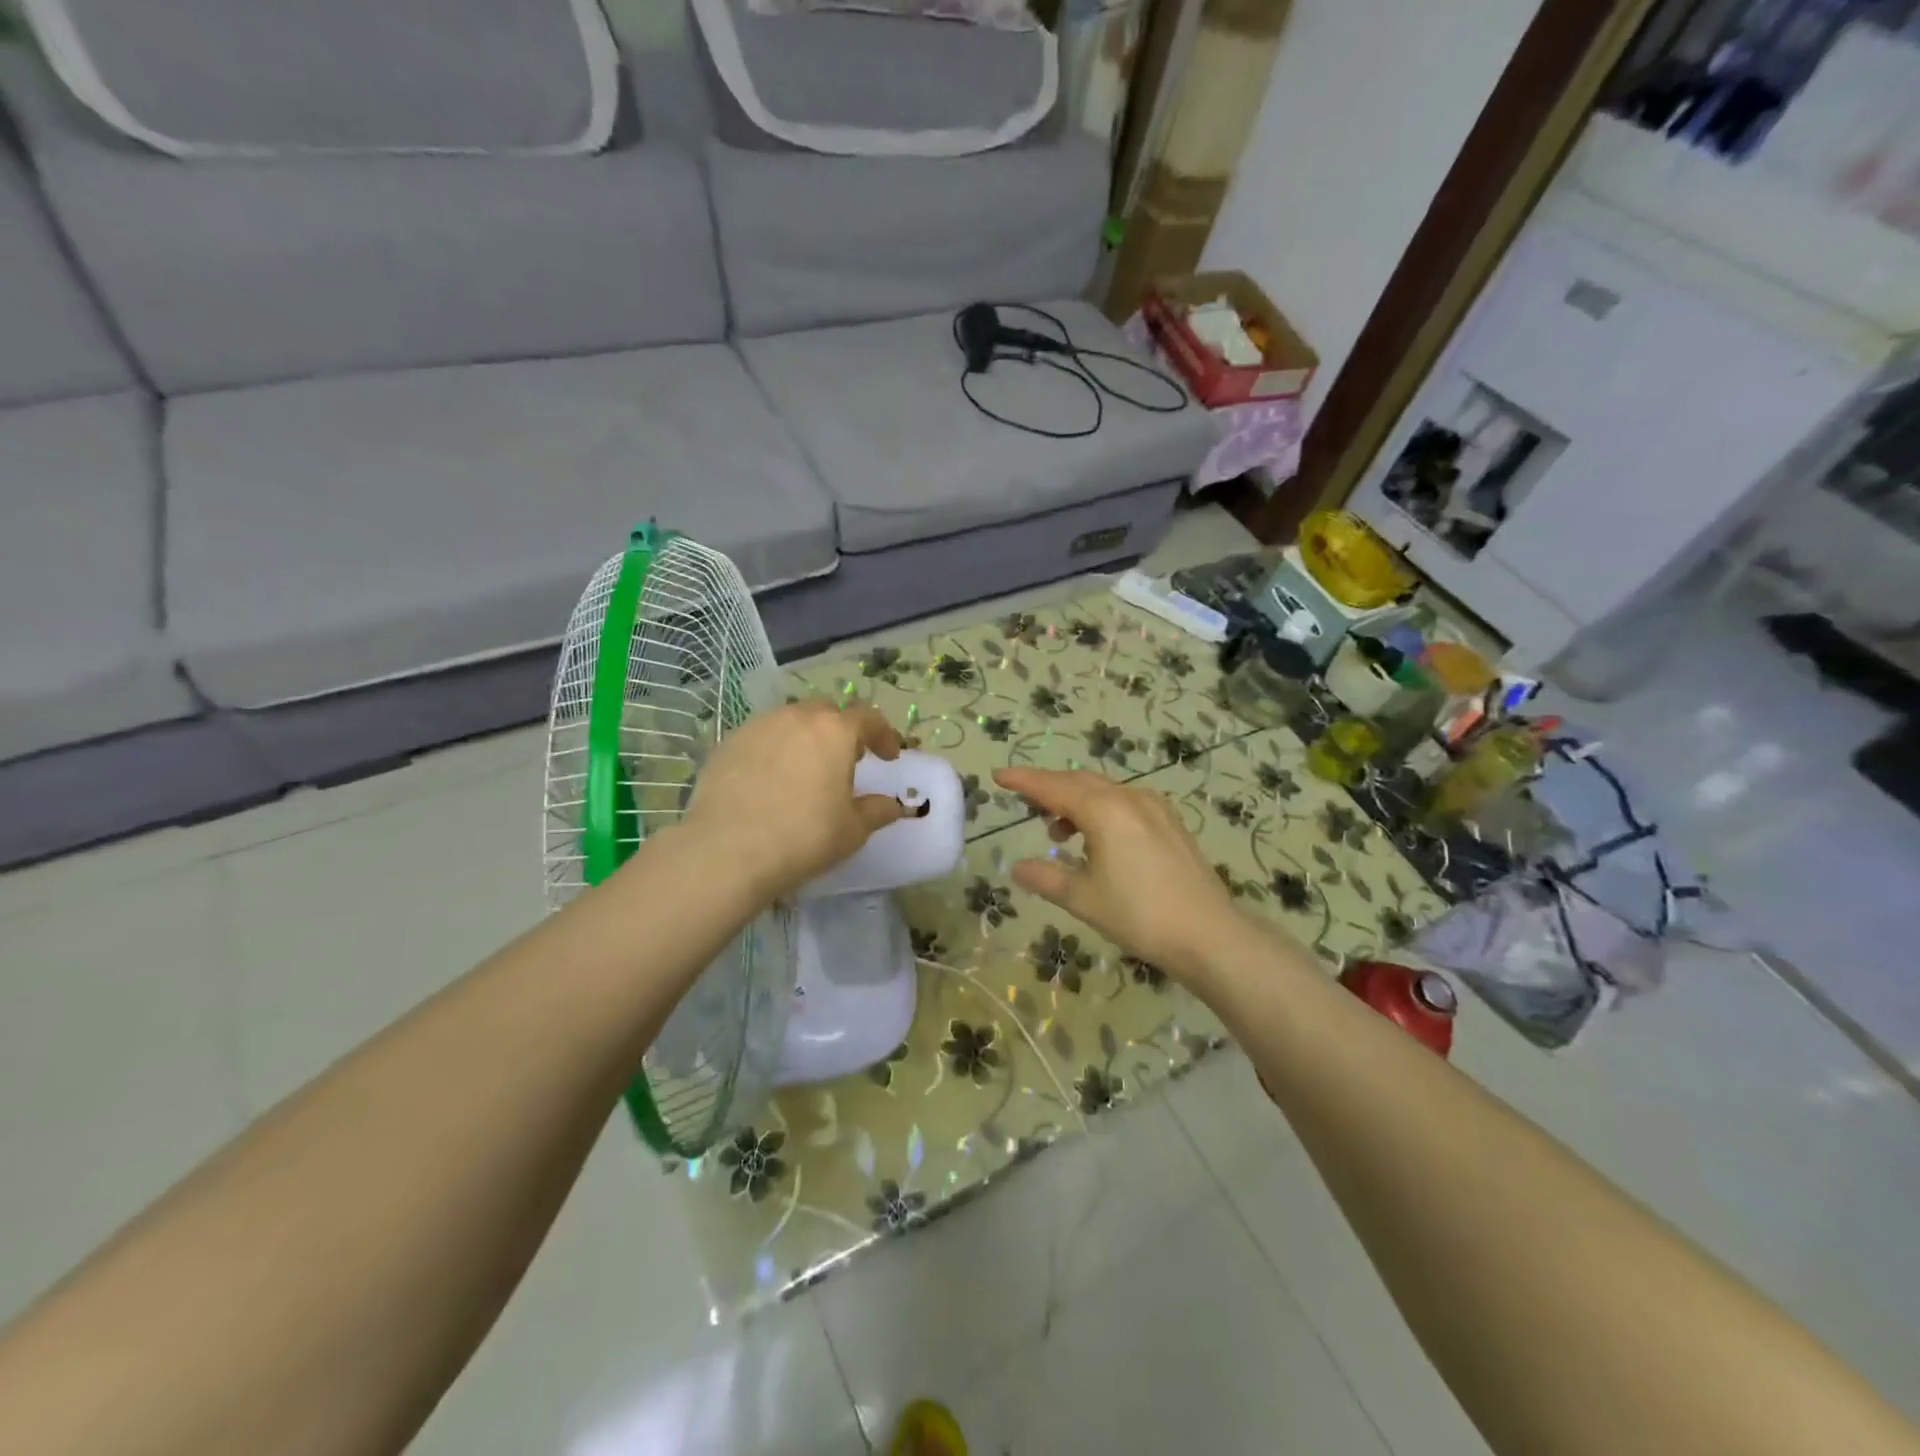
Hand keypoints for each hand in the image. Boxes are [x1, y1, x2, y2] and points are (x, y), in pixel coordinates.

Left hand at [682, 700, 908, 900]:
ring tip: (806, 768)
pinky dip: (774, 749)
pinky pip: (761, 737)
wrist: (728, 851)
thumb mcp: (853, 830)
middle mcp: (797, 717)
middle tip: (847, 758)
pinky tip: (770, 779)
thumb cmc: (804, 837)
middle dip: (842, 730)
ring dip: (806, 737)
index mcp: (835, 731)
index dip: (884, 735)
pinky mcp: (728, 743)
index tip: (889, 758)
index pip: (868, 718)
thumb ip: (878, 811)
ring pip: (790, 720)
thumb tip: (892, 805)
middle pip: (827, 712)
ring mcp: (758, 726)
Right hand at [993, 767, 1248, 981]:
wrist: (1209, 935)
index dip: (1024, 781)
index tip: (999, 776)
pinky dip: (1101, 810)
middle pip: (1079, 782)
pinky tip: (1097, 838)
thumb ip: (1046, 878)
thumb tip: (1017, 868)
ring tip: (1057, 831)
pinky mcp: (1170, 823)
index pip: (1053, 787)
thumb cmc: (1139, 915)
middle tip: (1024, 799)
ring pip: (1104, 791)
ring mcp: (1155, 808)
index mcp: (1104, 811)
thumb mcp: (1083, 899)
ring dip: (1076, 801)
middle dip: (1049, 787)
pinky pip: (1125, 802)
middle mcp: (1129, 798)